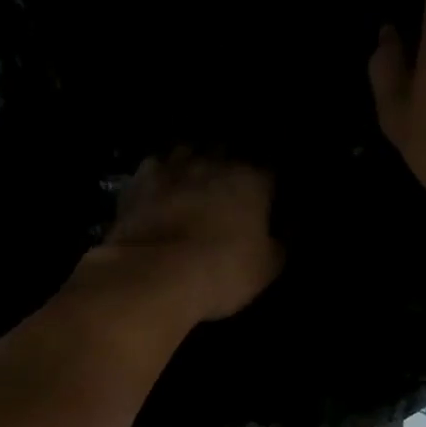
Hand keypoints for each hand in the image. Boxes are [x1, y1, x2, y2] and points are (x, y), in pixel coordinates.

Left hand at [76, 152, 282, 323]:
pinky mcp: (137, 181)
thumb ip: (280, 243)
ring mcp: (172, 167)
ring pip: (186, 152)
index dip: (267, 188)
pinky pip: (153, 169)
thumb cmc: (221, 271)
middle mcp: (212, 163)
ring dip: (191, 164)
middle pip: (226, 153)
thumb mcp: (266, 268)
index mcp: (251, 179)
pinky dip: (158, 177)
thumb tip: (288, 229)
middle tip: (226, 191)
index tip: (264, 201)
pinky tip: (157, 191)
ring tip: (190, 183)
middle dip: (228, 167)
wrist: (154, 274)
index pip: (268, 172)